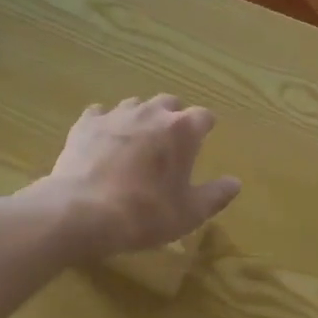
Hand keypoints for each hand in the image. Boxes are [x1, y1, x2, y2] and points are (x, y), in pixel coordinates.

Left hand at [38, 96, 240, 259]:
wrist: (82, 212)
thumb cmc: (145, 214)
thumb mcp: (189, 213)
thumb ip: (216, 195)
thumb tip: (235, 182)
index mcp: (182, 130)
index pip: (204, 116)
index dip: (205, 128)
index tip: (203, 140)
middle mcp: (151, 113)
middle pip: (170, 103)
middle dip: (174, 117)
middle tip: (170, 143)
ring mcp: (116, 115)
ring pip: (135, 105)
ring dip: (141, 119)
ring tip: (137, 143)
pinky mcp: (86, 124)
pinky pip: (100, 114)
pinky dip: (106, 125)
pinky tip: (103, 143)